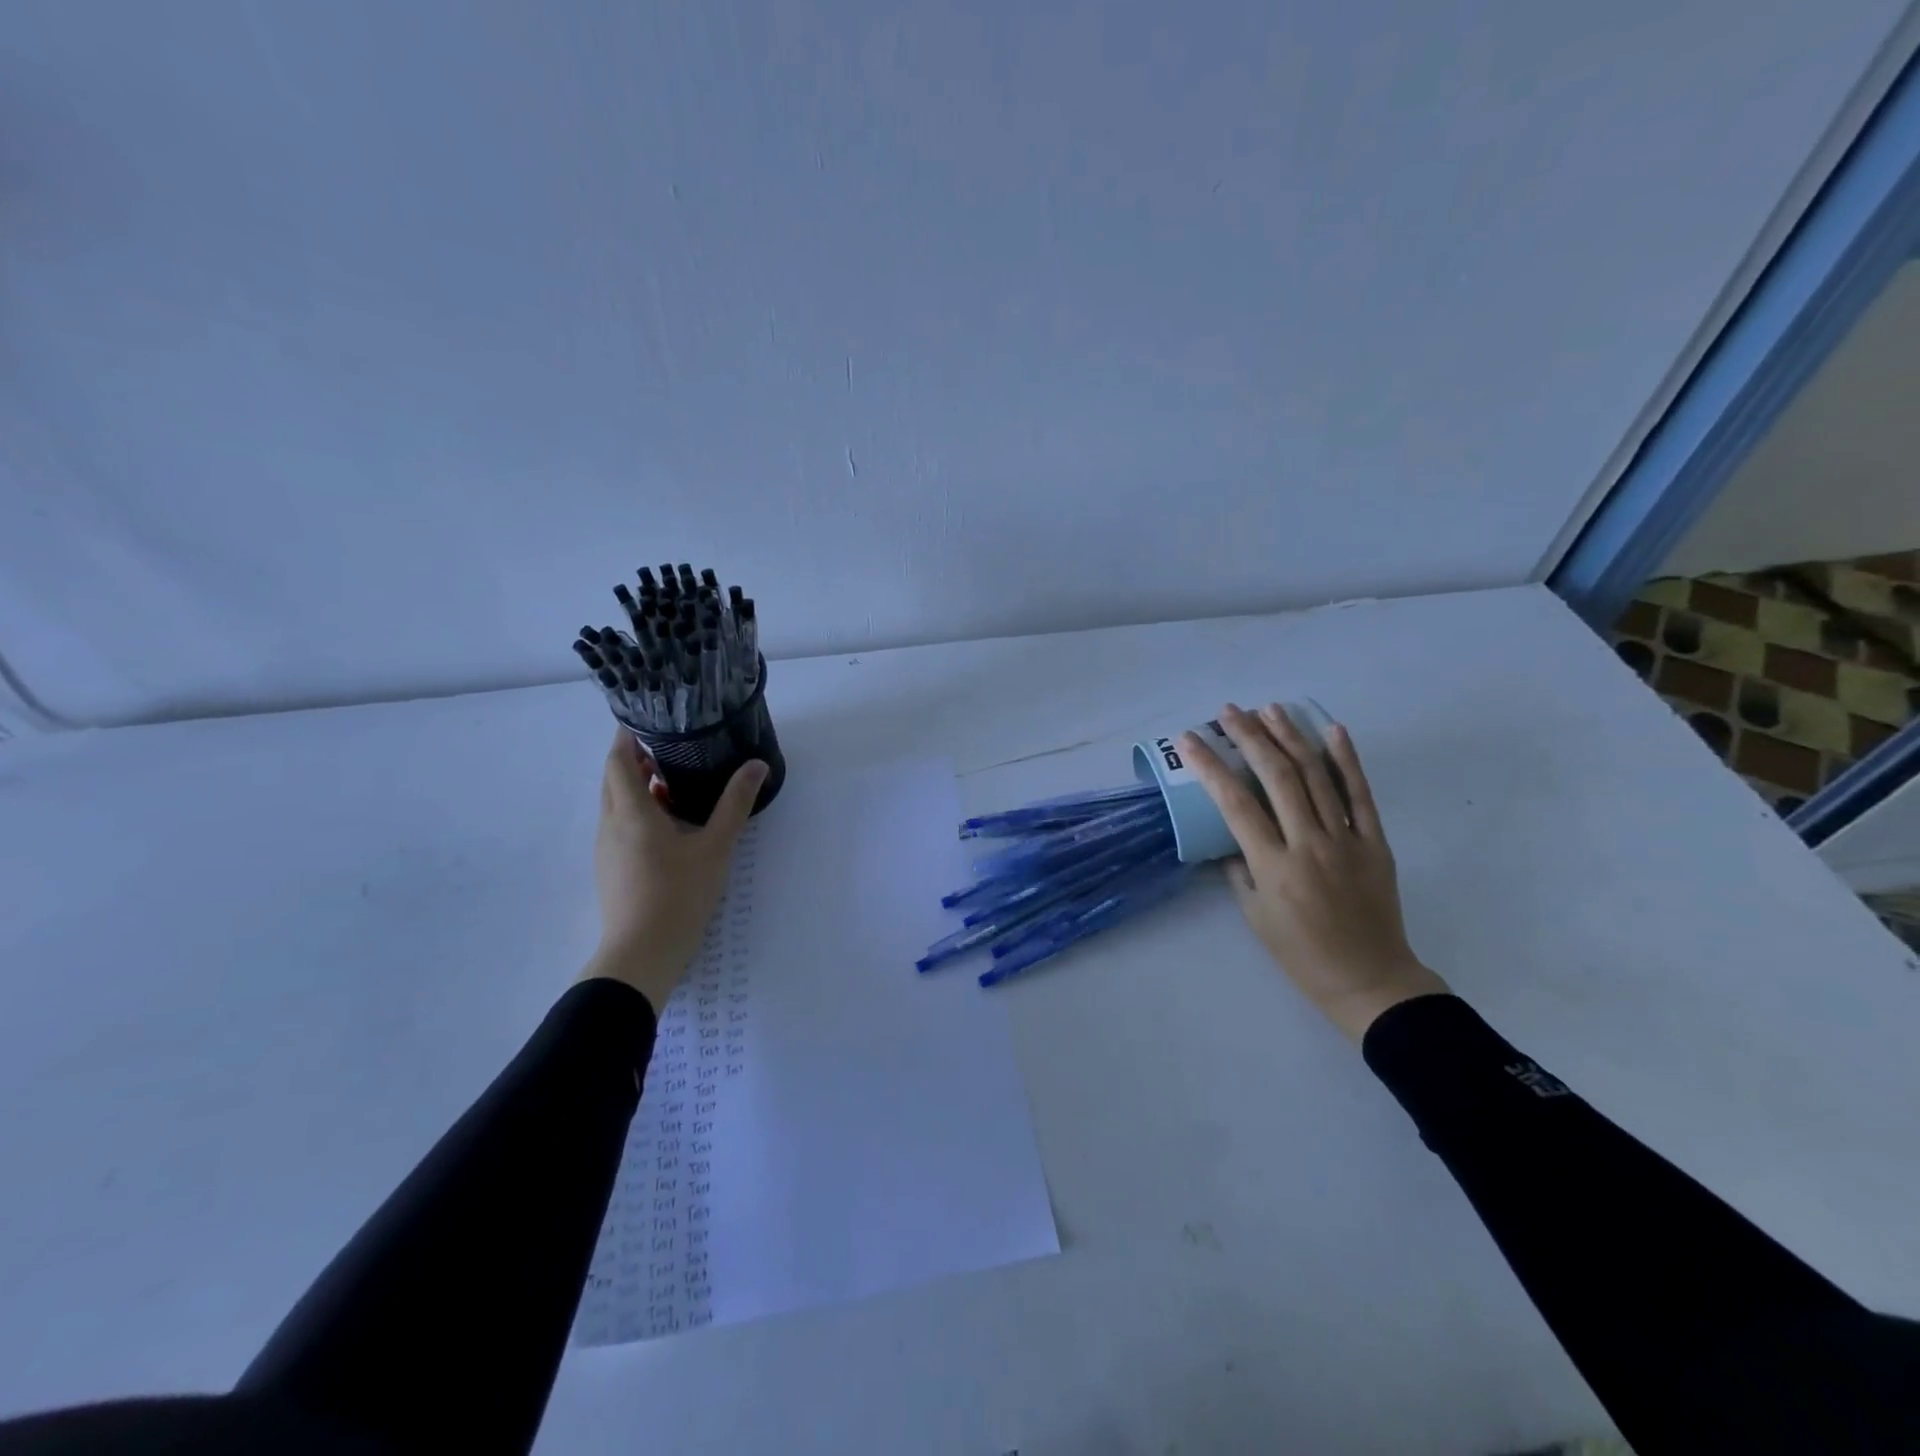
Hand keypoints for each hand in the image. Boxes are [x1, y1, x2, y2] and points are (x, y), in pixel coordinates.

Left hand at [579, 729, 768, 1012]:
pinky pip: (620, 826)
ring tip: (673, 781)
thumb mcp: (715, 846)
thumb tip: (757, 765)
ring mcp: (607, 849)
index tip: (647, 718)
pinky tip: (669, 825)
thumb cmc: (679, 894)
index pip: (618, 760)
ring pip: (616, 804)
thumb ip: (734, 804)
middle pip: (614, 779)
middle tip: (668, 746)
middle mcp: (611, 824)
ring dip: (637, 786)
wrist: (643, 953)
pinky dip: (638, 812)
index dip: (627, 736)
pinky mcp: (611, 869)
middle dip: (634, 758)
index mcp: (631, 812)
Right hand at [1181, 703, 1447, 1041]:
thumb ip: (1239, 870)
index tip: (1190, 740)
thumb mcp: (1254, 916)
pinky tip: (1332, 730)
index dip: (1210, 766)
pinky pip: (1361, 795)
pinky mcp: (1376, 842)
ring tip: (1270, 709)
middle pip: (1278, 777)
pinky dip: (1347, 760)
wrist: (1369, 979)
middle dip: (1250, 737)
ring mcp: (1347, 840)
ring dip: (1291, 737)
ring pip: (1317, 776)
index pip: (1235, 804)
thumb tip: (1233, 838)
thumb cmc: (1300, 953)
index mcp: (1274, 866)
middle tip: (1230, 711)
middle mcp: (1309, 844)